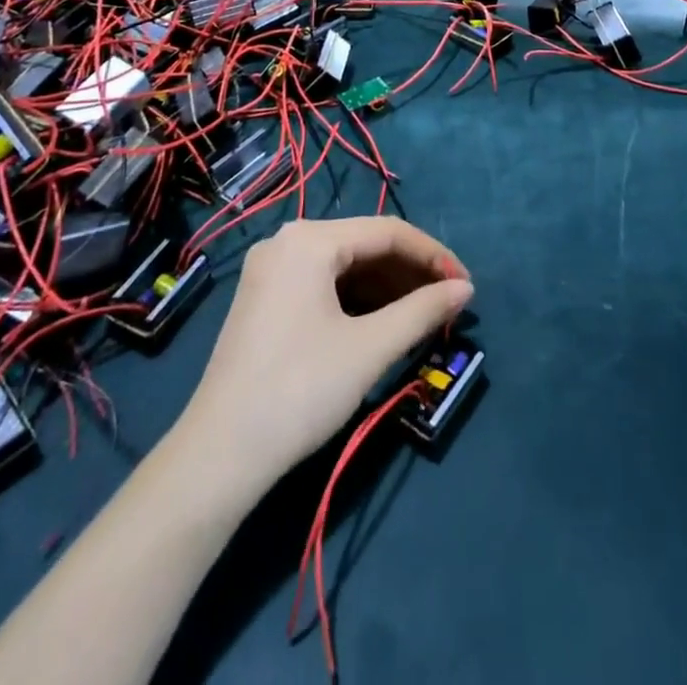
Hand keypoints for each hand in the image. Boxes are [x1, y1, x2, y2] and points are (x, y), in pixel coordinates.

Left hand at [179, 217, 472, 491]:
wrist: (220, 455)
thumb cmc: (301, 390)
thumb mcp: (370, 348)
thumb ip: (423, 311)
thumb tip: (465, 289)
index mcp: (309, 239)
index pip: (387, 232)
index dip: (433, 255)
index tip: (466, 285)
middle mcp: (287, 241)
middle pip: (364, 245)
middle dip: (410, 273)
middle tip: (448, 304)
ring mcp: (271, 270)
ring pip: (344, 266)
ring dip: (386, 288)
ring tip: (424, 316)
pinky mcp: (265, 298)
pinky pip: (323, 284)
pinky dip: (357, 300)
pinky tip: (383, 322)